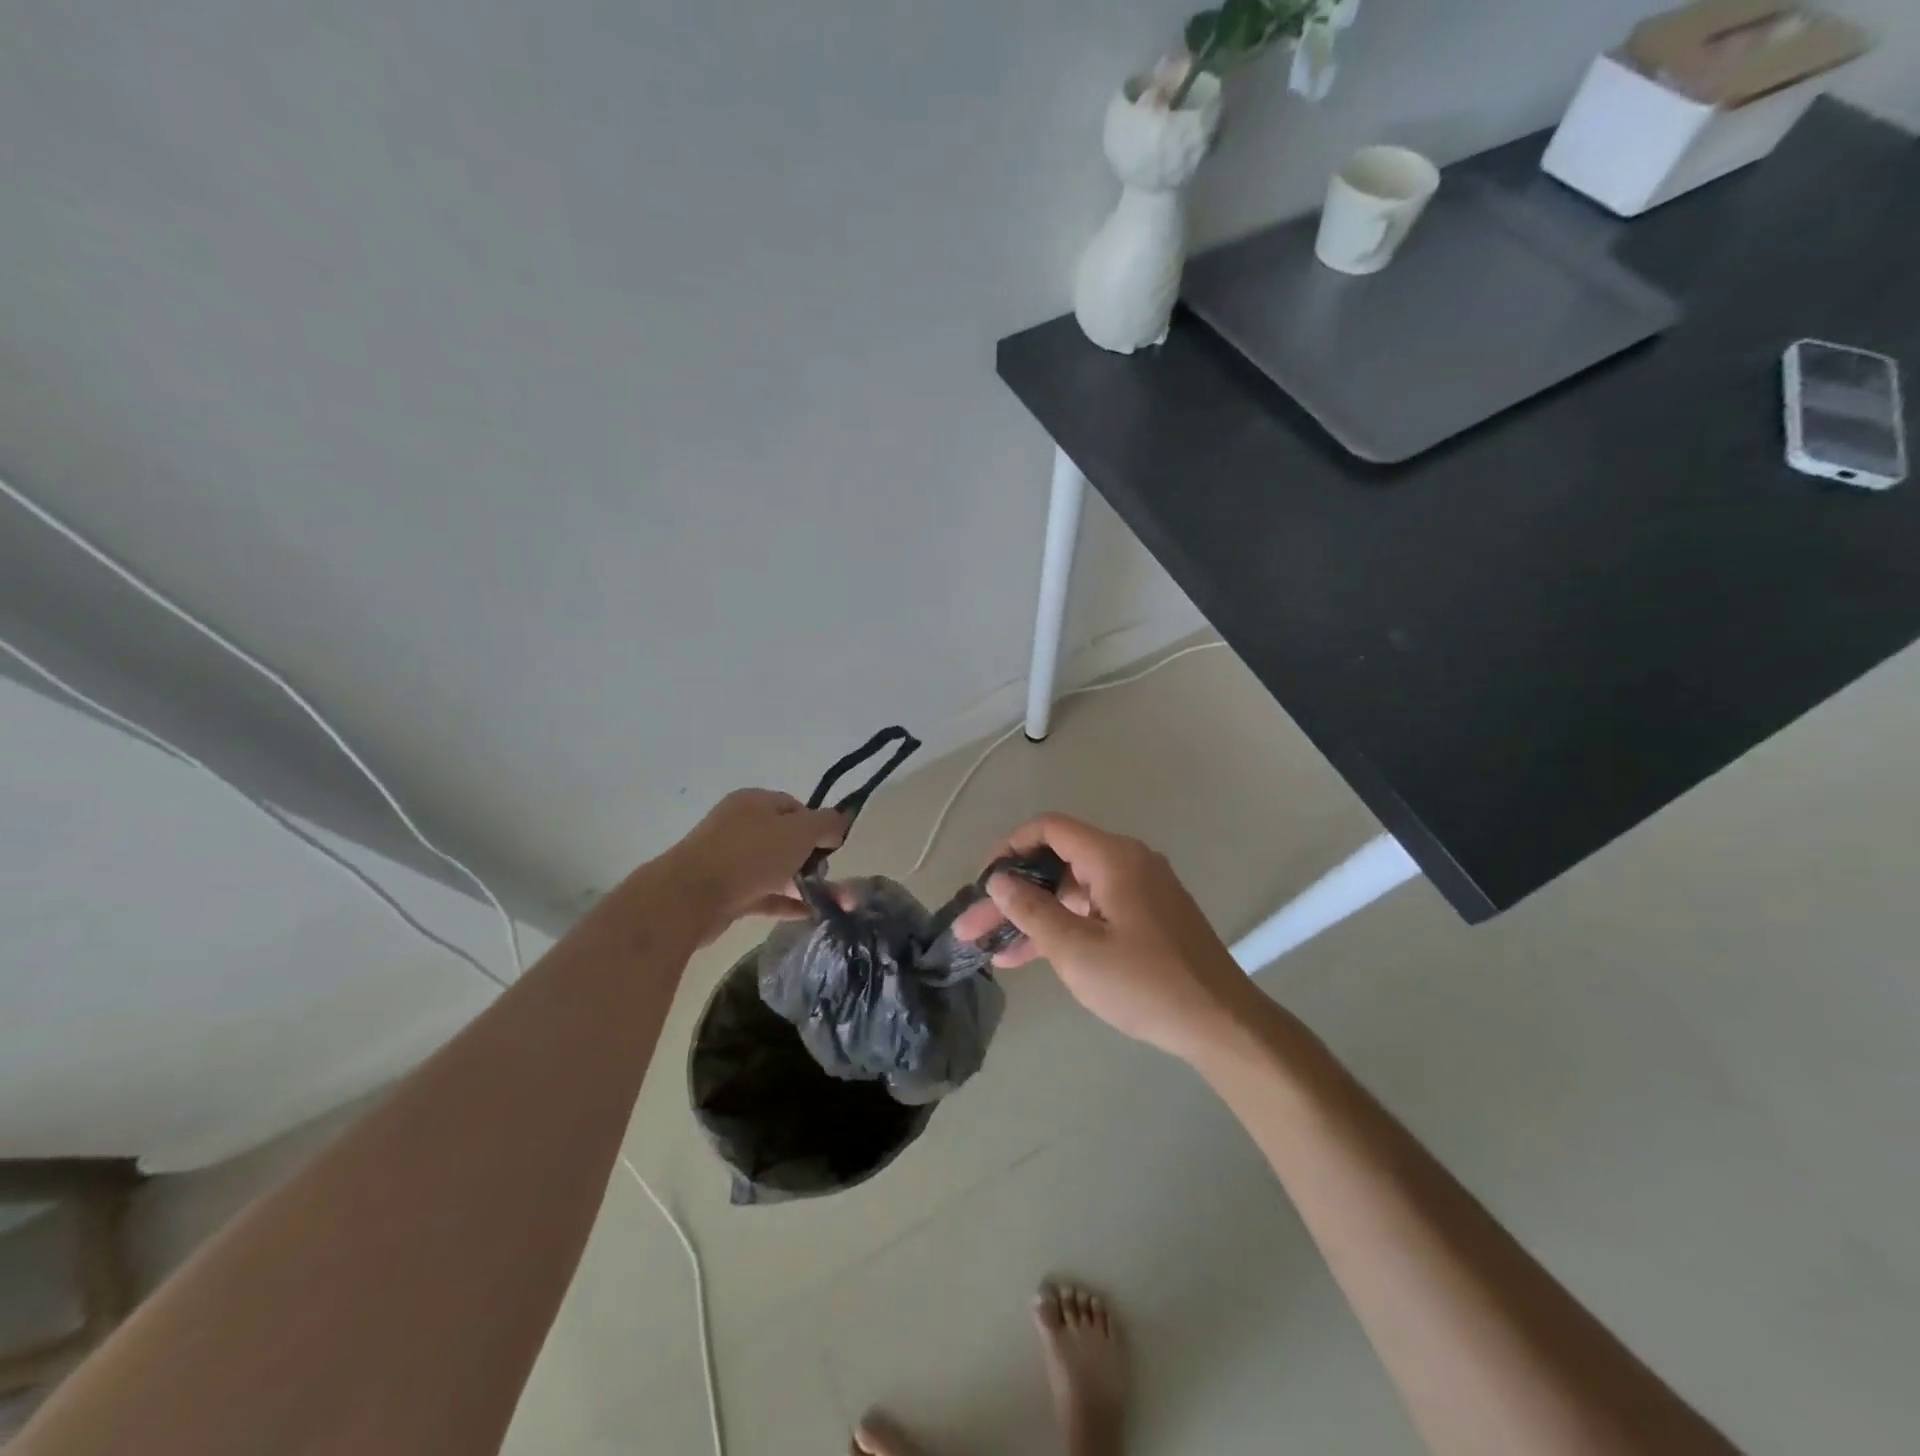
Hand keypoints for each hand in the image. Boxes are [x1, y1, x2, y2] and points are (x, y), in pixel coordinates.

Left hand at [670, 789, 846, 942]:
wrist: (689, 897)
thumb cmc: (750, 855)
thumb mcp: (800, 831)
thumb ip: (826, 823)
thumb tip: (839, 823)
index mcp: (754, 802)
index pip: (795, 807)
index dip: (818, 825)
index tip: (834, 848)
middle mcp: (740, 825)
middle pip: (785, 838)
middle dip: (812, 858)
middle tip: (831, 877)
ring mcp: (729, 859)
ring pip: (774, 868)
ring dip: (802, 883)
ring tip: (830, 903)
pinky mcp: (724, 891)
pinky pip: (763, 894)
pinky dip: (785, 902)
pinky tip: (809, 914)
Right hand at [952, 814, 1259, 1061]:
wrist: (1222, 1023)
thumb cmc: (1145, 983)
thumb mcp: (1077, 950)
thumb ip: (1032, 910)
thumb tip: (998, 881)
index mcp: (1113, 857)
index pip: (1049, 829)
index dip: (1009, 848)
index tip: (982, 882)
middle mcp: (1127, 862)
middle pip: (1056, 863)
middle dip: (1012, 894)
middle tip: (973, 926)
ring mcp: (1139, 890)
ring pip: (1072, 891)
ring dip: (1033, 915)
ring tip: (990, 947)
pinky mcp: (1146, 917)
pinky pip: (1093, 910)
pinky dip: (1063, 927)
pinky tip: (1028, 955)